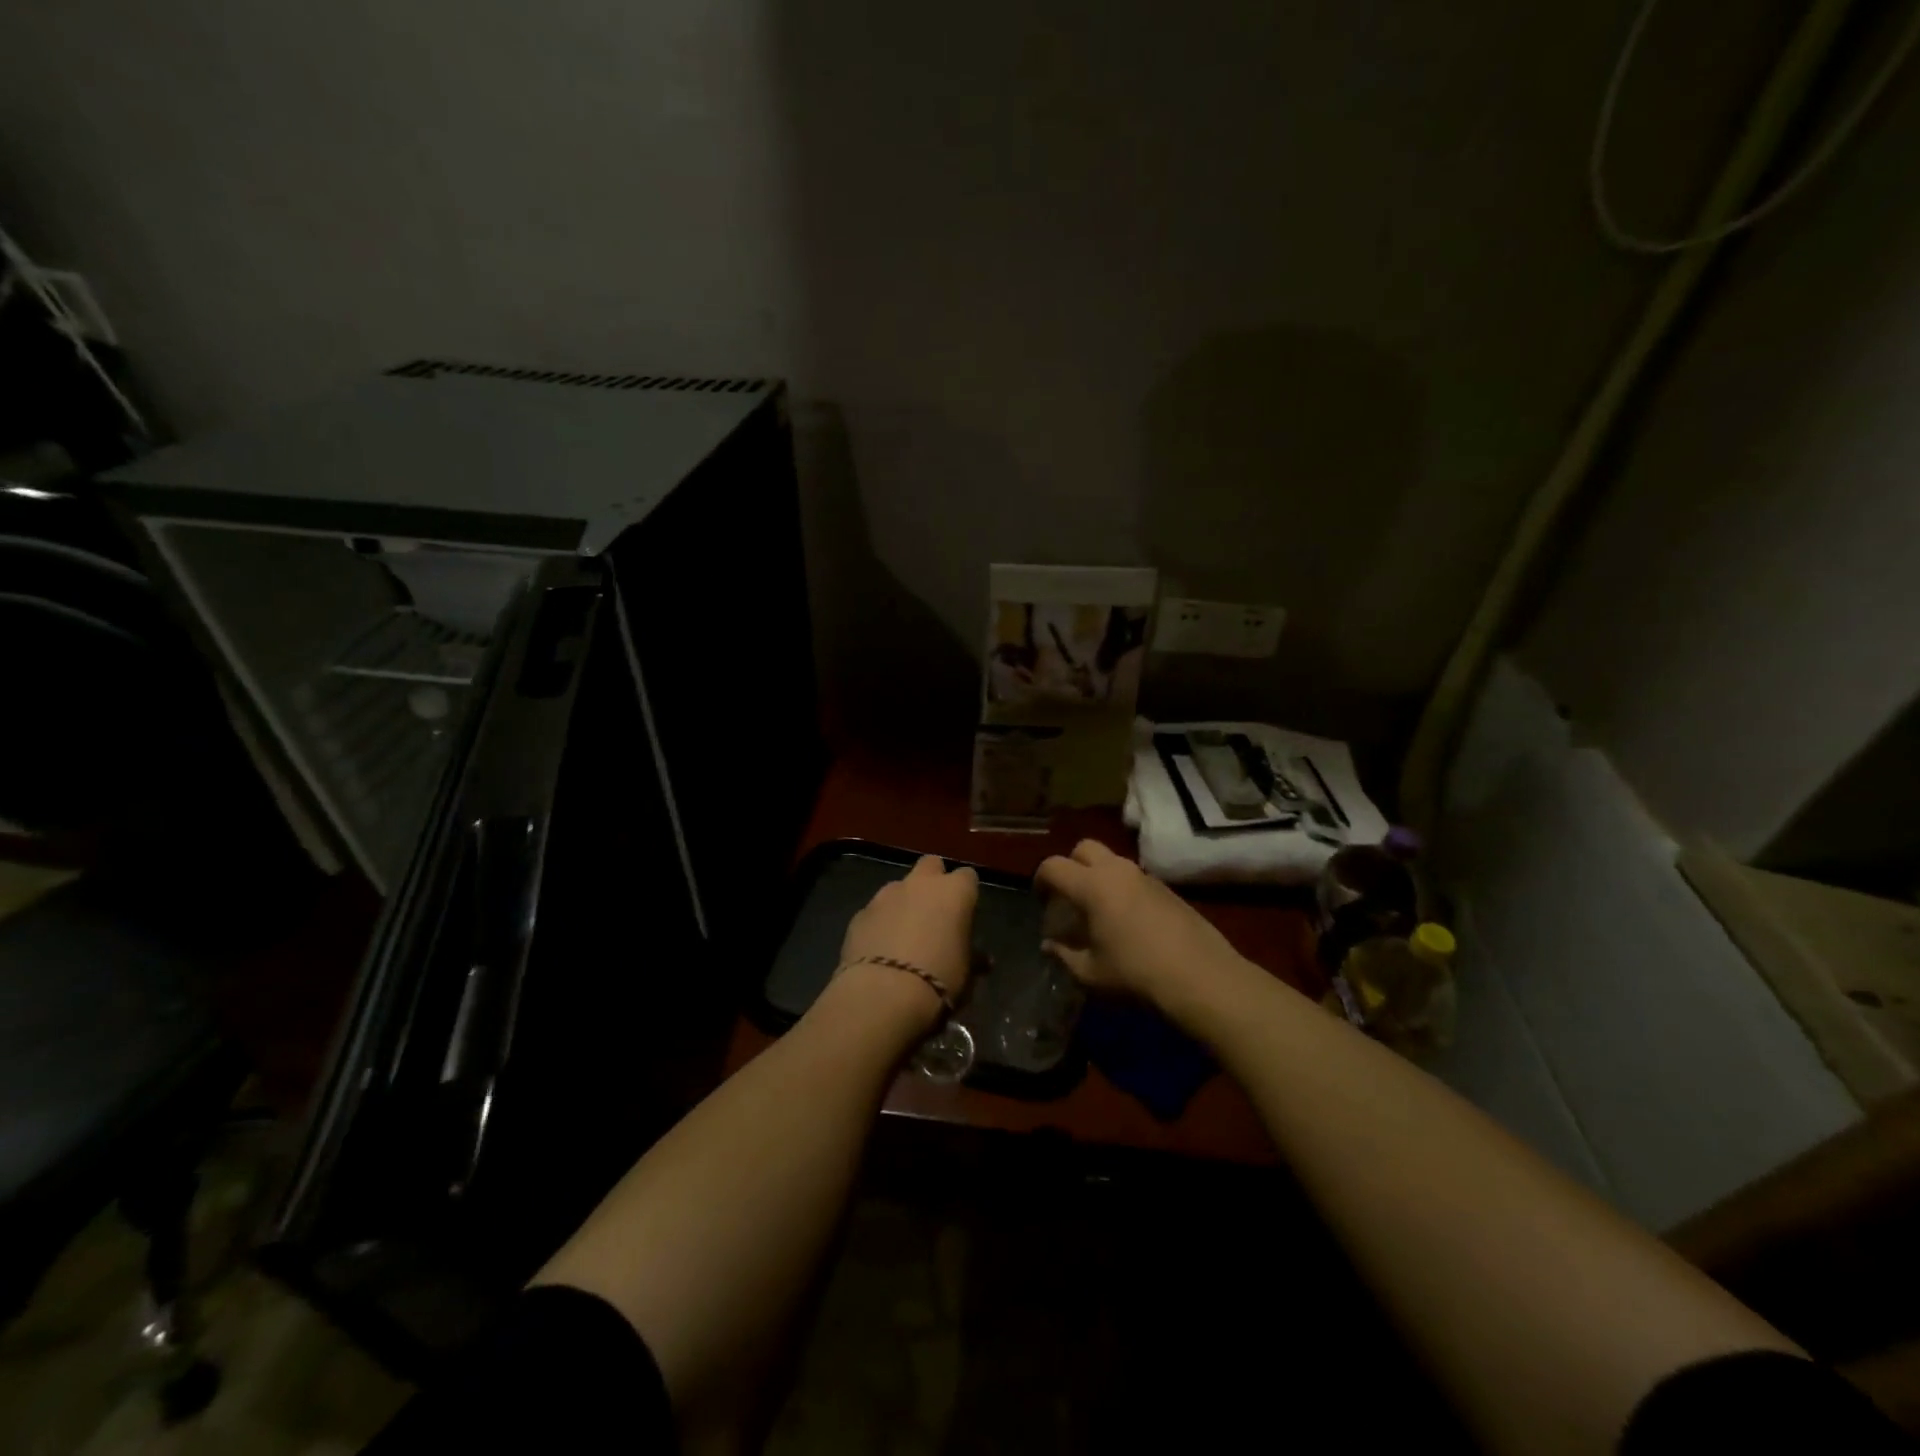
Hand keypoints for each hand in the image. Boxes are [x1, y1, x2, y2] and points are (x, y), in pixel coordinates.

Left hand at [835, 854, 979, 1021]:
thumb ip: (973, 957)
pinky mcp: (860, 913)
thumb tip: (983, 960)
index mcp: (954, 892)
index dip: (966, 893)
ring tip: (903, 934)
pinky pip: (876, 910)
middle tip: (934, 911)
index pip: (968, 877)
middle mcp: (920, 884)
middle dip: (933, 881)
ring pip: (899, 886)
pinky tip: (879, 948)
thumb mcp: (966, 972)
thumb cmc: (938, 979)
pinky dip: (880, 922)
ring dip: (904, 902)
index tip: (964, 913)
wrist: (883, 993)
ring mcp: (886, 895)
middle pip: (931, 865)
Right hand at [1036, 840, 1247, 1018]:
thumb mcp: (1090, 973)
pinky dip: (1121, 888)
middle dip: (1070, 866)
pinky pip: (1133, 877)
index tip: (1040, 901)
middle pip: (1083, 848)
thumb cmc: (1136, 974)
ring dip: (1098, 876)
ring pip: (1112, 861)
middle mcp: (1116, 871)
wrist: (1201, 977)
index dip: (1040, 880)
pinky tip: (1127, 921)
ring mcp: (1145, 876)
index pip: (1053, 866)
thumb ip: (1064, 954)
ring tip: (1098, 911)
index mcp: (1091, 886)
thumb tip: (1049, 944)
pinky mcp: (1167, 889)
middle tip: (1068, 896)